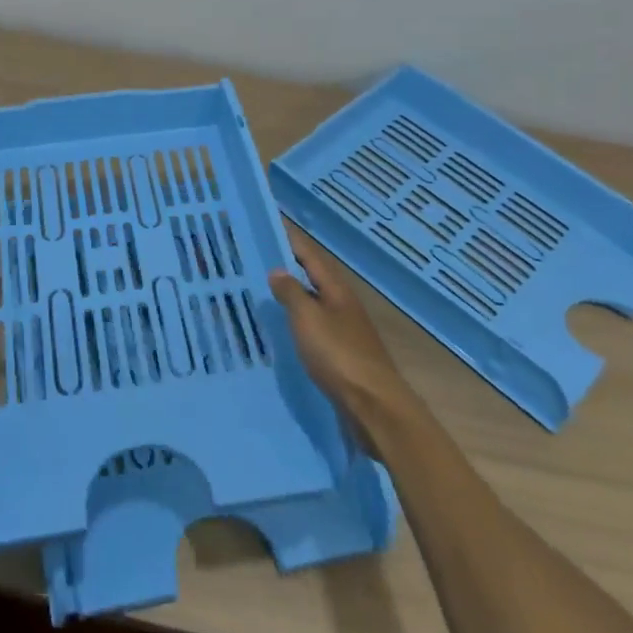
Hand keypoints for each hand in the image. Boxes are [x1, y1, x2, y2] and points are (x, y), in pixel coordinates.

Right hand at [269, 220, 417, 448]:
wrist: (373, 406)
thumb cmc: (338, 355)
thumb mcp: (308, 319)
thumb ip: (291, 293)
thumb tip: (278, 270)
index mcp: (337, 291)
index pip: (311, 256)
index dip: (291, 241)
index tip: (270, 226)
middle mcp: (343, 305)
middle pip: (314, 278)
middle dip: (290, 267)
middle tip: (259, 259)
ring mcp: (346, 331)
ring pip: (314, 304)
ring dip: (293, 296)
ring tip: (265, 292)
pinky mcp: (343, 355)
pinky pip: (315, 328)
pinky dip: (298, 322)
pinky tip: (285, 329)